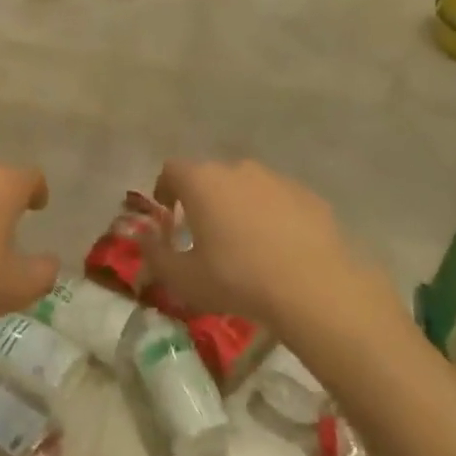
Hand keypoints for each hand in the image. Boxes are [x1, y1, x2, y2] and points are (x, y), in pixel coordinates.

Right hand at [140, 159, 385, 332]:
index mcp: (202, 182)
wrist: (313, 286)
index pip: (172, 169)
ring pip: (247, 186)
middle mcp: (238, 169)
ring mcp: (277, 178)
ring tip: (243, 242)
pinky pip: (278, 199)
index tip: (167, 214)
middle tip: (204, 233)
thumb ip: (155, 255)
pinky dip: (271, 215)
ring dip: (238, 205)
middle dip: (203, 199)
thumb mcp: (183, 278)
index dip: (165, 189)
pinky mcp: (307, 194)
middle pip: (211, 176)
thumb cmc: (237, 279)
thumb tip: (142, 238)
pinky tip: (277, 247)